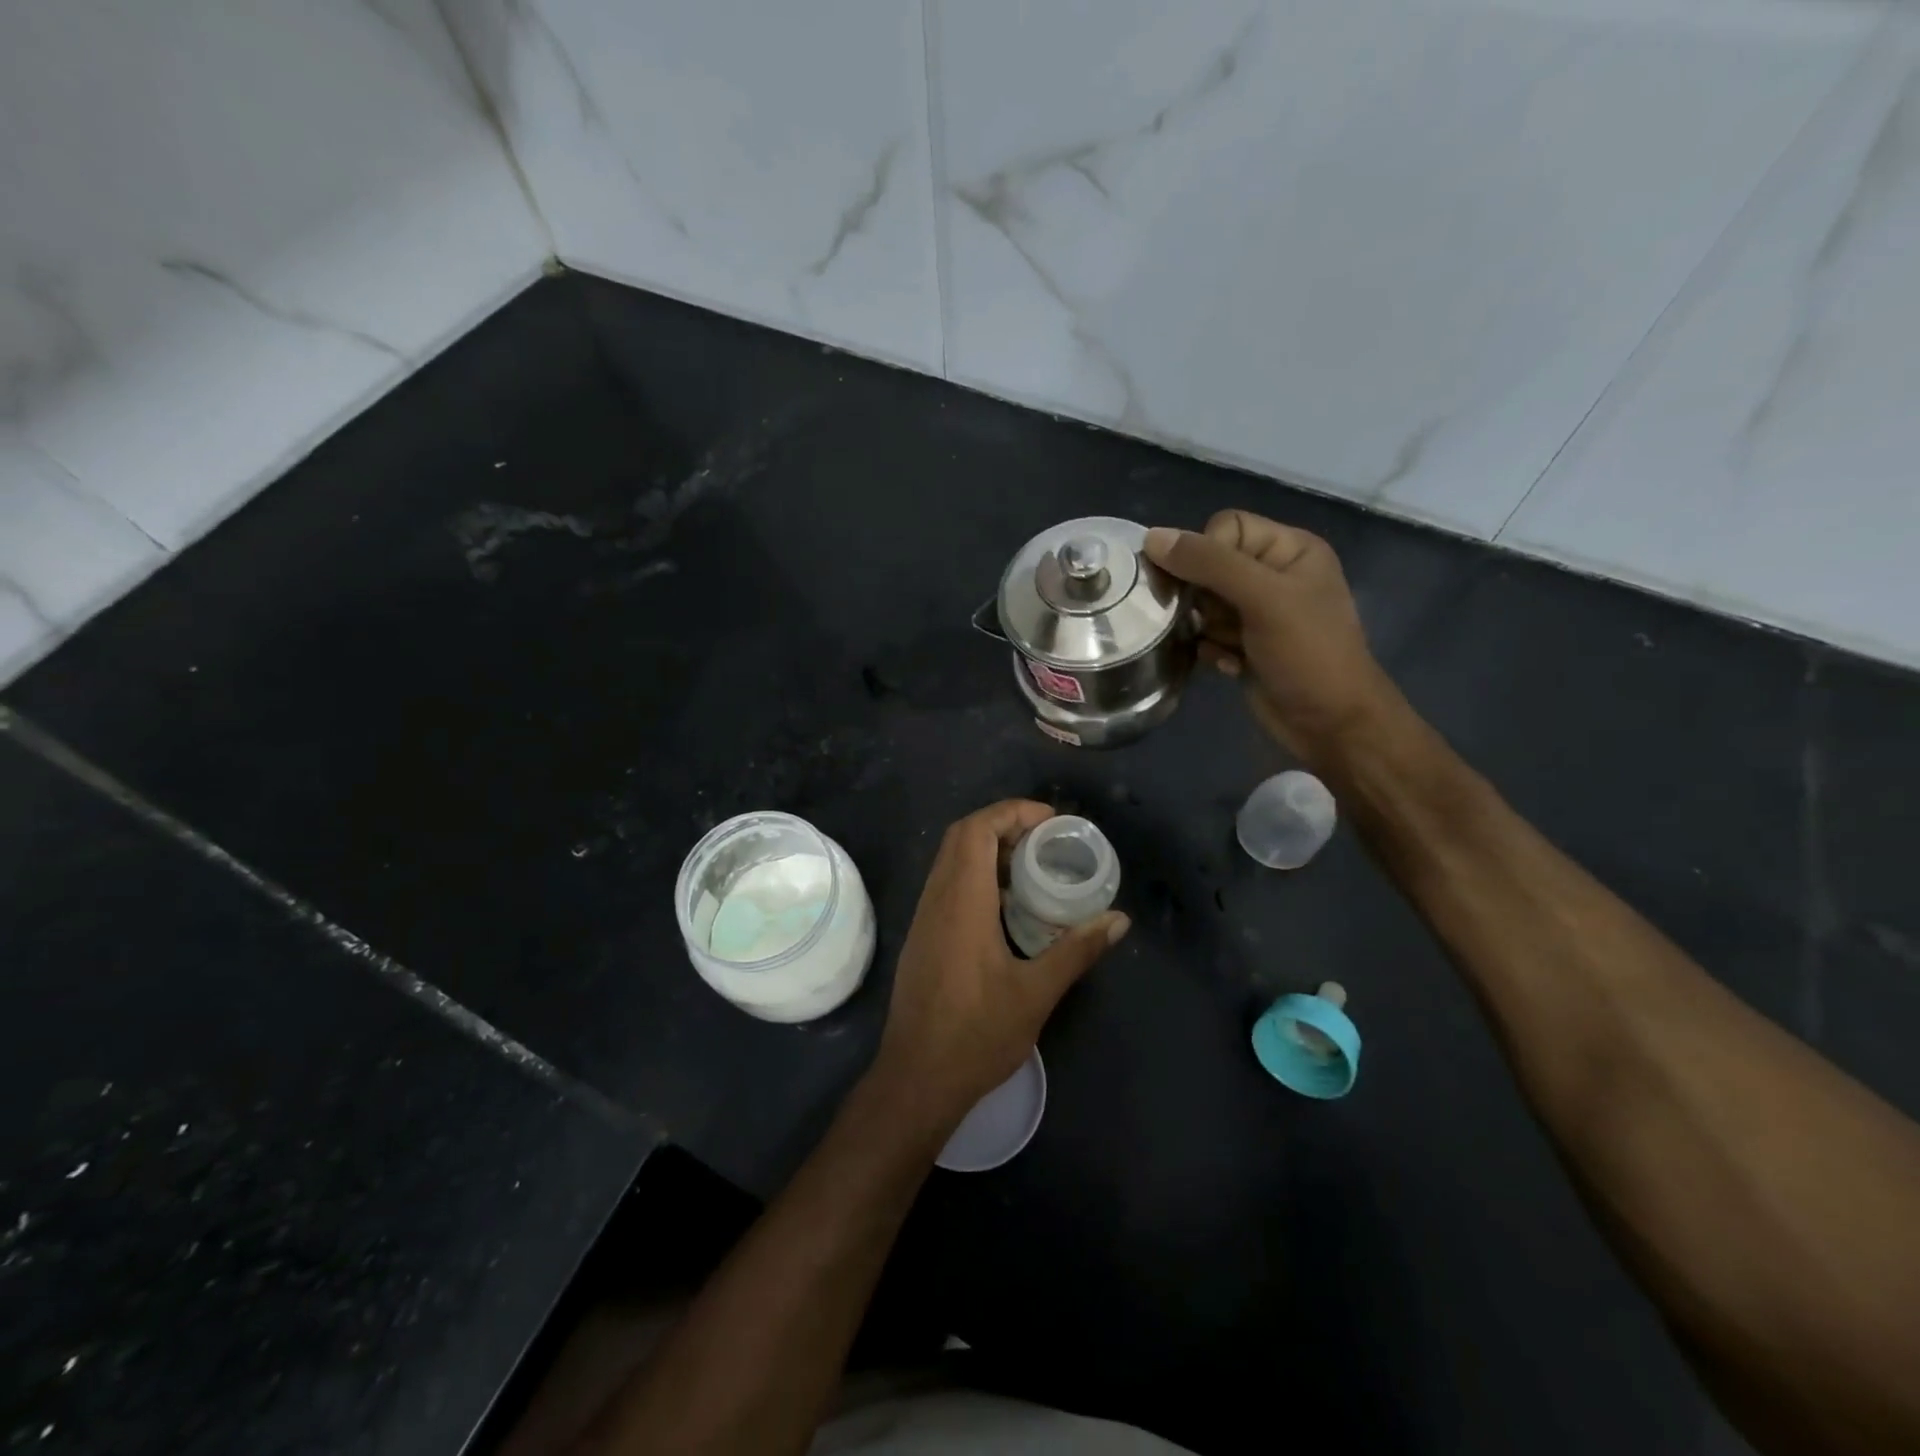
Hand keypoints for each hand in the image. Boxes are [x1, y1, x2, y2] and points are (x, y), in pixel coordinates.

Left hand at [871, 800, 1127, 1129]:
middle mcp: (936, 900)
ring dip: (988, 850)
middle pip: (961, 837)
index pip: (976, 830)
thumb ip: (1077, 950)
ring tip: (1032, 866)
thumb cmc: (976, 1035)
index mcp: (961, 902)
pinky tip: (1007, 906)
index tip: (1050, 822)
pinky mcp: (923, 938)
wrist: (916, 1080)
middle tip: (1046, 840)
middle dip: (1003, 825)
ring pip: (951, 861)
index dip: (1011, 812)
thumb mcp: (1035, 993)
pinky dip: (976, 876)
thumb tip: (1118, 920)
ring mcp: (924, 919)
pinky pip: (947, 886)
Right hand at [1145, 511, 1398, 764]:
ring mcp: (1257, 613)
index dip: (1206, 552)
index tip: (1203, 586)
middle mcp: (1273, 575)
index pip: (1226, 527)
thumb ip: (1210, 564)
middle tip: (1207, 619)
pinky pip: (1206, 634)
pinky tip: (1229, 666)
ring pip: (1202, 602)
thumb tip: (1152, 537)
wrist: (1330, 725)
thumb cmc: (1307, 653)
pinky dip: (1210, 649)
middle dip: (1200, 594)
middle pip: (1209, 565)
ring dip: (1204, 626)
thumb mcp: (1263, 599)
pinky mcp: (1243, 645)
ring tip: (1224, 646)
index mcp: (1289, 550)